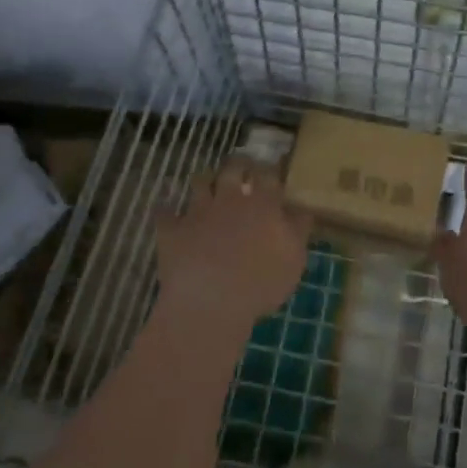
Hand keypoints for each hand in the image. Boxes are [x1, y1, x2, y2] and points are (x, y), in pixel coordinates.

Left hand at [155, 157, 312, 342]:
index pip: (268, 174)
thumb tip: (300, 209)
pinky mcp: (172, 229)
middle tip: (241, 169)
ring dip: (205, 181)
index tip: (271, 170)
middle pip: (233, 168)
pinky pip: (166, 212)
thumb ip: (298, 230)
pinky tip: (169, 214)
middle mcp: (230, 199)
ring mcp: (198, 211)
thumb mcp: (294, 260)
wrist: (211, 303)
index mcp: (262, 204)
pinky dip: (168, 211)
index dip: (269, 169)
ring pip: (200, 182)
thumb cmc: (261, 283)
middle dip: (238, 164)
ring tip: (208, 186)